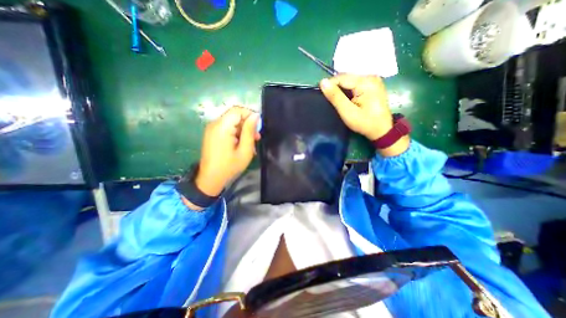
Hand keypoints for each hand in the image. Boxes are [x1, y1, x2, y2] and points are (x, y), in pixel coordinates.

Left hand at [194, 105, 257, 197]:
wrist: (210, 179)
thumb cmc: (229, 166)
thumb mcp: (245, 150)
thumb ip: (250, 131)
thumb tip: (256, 116)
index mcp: (222, 127)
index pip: (237, 110)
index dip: (250, 115)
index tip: (258, 126)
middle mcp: (215, 124)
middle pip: (234, 116)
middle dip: (248, 124)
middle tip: (257, 137)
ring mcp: (212, 129)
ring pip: (232, 122)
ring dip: (243, 130)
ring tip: (252, 143)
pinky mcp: (212, 134)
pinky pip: (227, 128)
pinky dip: (236, 134)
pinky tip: (242, 144)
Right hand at [321, 73, 408, 157]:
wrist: (382, 130)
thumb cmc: (364, 122)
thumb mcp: (347, 111)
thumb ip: (335, 96)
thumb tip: (322, 82)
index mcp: (365, 82)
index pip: (341, 78)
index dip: (329, 85)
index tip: (321, 95)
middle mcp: (370, 76)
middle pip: (346, 78)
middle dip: (336, 87)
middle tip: (329, 100)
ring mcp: (373, 80)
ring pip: (350, 80)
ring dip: (341, 89)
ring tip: (337, 100)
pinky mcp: (373, 85)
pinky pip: (356, 84)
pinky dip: (349, 90)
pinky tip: (347, 99)